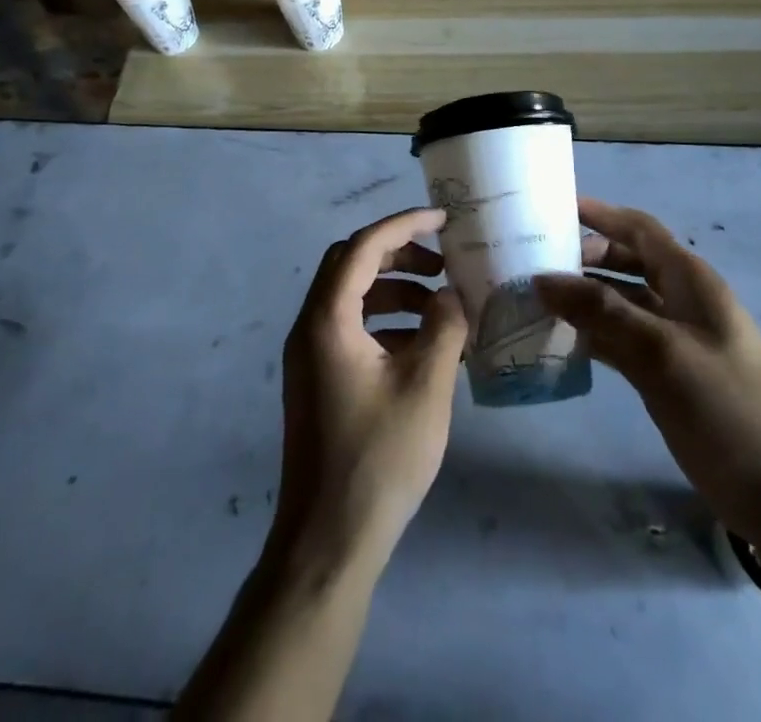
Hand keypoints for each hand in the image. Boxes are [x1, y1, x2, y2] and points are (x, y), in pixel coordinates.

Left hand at [272, 208, 468, 574]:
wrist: (328, 540)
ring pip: (351, 296)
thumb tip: (451, 295)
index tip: (444, 220)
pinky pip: (350, 328)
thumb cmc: (379, 458)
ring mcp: (309, 355)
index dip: (404, 225)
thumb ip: (444, 327)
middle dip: (399, 255)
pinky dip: (385, 322)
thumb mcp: (426, 386)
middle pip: (351, 264)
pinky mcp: (316, 379)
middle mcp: (310, 326)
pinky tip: (422, 347)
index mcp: (328, 318)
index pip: (364, 247)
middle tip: (442, 265)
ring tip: (441, 308)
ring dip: (395, 290)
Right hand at [535, 198, 760, 537]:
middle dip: (585, 257)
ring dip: (583, 298)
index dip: (600, 214)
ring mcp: (673, 338)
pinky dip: (592, 334)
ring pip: (620, 303)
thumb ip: (602, 311)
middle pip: (626, 262)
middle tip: (535, 263)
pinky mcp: (665, 373)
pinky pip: (621, 339)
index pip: (639, 229)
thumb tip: (543, 278)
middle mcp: (680, 300)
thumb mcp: (661, 351)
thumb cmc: (726, 405)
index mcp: (689, 280)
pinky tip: (559, 340)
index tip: (555, 208)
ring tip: (536, 299)